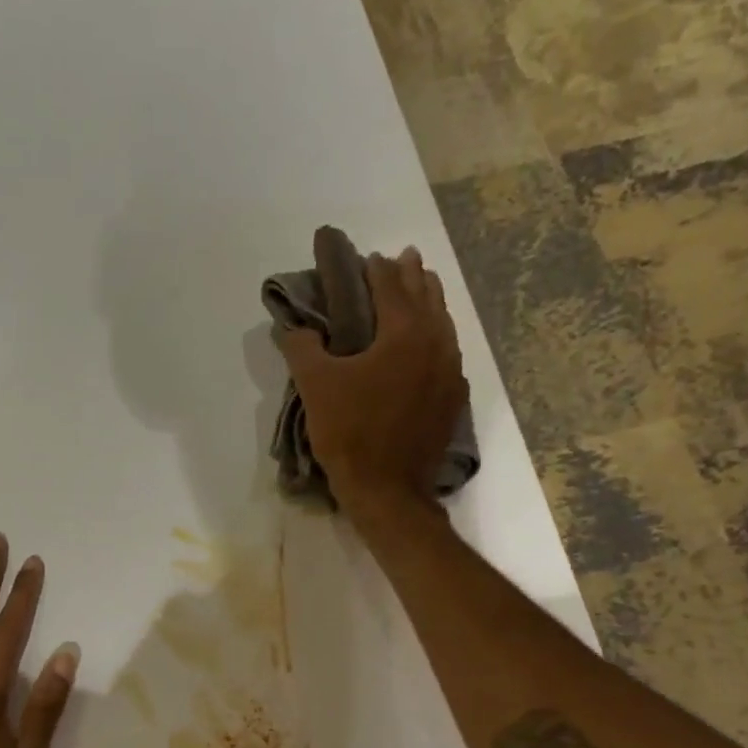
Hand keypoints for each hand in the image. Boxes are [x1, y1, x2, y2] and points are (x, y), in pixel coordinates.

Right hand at [280, 243, 468, 514]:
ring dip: (429, 302)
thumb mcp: (315, 387)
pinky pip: (448, 353)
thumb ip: (302, 348)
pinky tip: (430, 345)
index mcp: (404, 333)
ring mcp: (450, 372)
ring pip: (443, 323)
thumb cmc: (350, 433)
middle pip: (426, 297)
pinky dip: (437, 337)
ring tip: (421, 290)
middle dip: (411, 275)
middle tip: (402, 258)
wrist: (388, 489)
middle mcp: (436, 343)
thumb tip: (293, 327)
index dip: (375, 270)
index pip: (390, 286)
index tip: (365, 258)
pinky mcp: (453, 398)